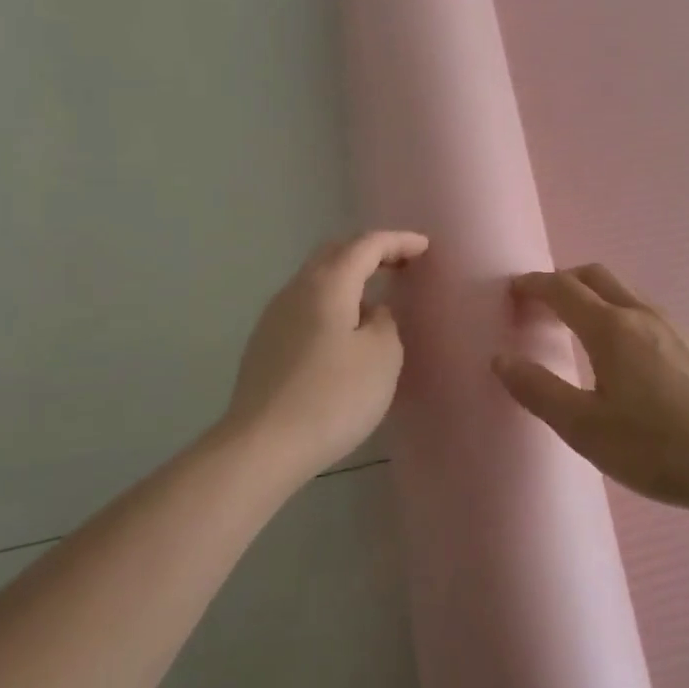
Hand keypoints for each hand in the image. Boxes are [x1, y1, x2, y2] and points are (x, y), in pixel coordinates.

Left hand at [224, 231, 428, 475]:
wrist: (263, 446)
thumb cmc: (333, 396)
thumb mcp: (382, 355)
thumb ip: (385, 321)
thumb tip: (372, 312)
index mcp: (328, 284)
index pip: (366, 245)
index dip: (398, 241)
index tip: (425, 247)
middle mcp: (296, 289)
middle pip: (335, 253)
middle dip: (370, 252)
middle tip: (401, 263)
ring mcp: (275, 316)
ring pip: (317, 279)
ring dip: (349, 278)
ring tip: (376, 298)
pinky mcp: (265, 343)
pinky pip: (306, 305)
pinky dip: (332, 302)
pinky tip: (344, 330)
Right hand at [492, 264, 688, 516]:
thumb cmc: (657, 447)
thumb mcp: (586, 428)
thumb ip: (539, 390)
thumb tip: (501, 358)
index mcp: (611, 328)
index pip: (563, 289)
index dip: (534, 285)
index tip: (514, 289)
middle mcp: (643, 315)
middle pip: (596, 277)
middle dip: (564, 281)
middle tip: (543, 303)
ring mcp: (677, 327)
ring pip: (626, 295)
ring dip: (595, 299)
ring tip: (580, 331)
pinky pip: (649, 316)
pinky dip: (622, 318)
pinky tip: (628, 359)